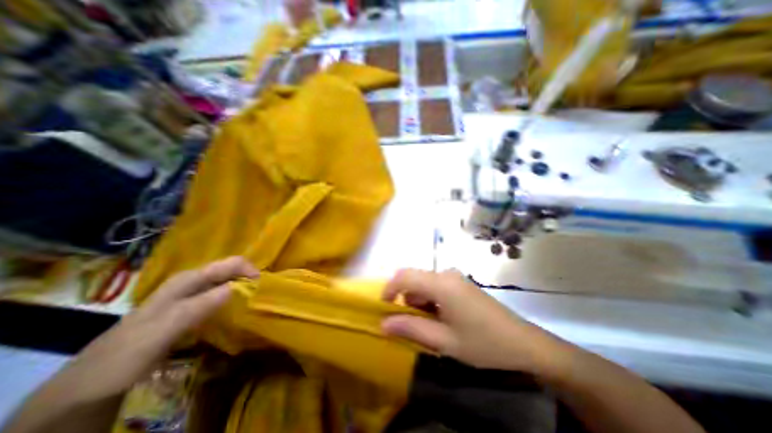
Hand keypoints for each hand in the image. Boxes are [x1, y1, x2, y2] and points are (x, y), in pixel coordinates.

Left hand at [57, 257, 258, 401]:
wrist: (89, 384)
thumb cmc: (128, 351)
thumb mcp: (165, 328)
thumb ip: (199, 306)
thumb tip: (237, 288)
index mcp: (189, 280)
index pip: (231, 263)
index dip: (251, 270)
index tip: (265, 287)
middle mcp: (193, 282)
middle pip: (231, 271)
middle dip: (251, 277)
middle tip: (265, 294)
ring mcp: (192, 295)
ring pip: (228, 282)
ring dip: (245, 288)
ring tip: (258, 299)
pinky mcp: (192, 309)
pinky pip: (222, 297)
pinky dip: (235, 299)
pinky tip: (240, 309)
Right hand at [382, 267, 565, 371]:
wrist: (523, 343)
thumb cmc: (483, 343)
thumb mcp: (444, 341)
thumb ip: (411, 329)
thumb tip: (383, 323)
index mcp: (441, 283)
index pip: (405, 276)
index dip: (389, 289)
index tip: (383, 307)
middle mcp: (446, 274)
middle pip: (413, 278)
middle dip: (405, 299)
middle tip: (408, 324)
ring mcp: (455, 277)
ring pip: (424, 283)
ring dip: (418, 302)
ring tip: (428, 326)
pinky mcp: (460, 283)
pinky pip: (435, 286)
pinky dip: (429, 300)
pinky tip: (440, 319)